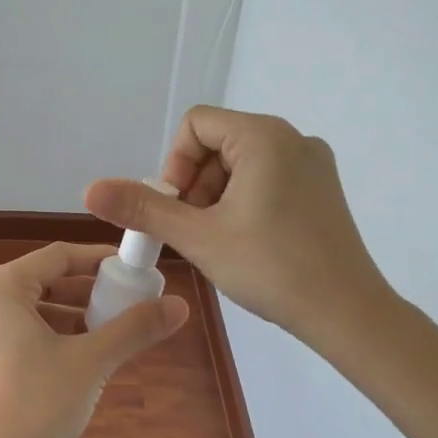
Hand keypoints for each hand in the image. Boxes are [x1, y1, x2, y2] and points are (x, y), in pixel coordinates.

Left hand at [0, 242, 188, 437]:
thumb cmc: (36, 407)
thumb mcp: (91, 362)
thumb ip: (134, 328)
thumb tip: (180, 305)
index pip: (58, 257)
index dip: (99, 260)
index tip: (134, 269)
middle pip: (42, 282)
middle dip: (87, 292)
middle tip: (127, 303)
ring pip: (30, 309)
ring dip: (70, 316)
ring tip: (109, 332)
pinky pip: (15, 332)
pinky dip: (48, 336)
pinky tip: (77, 357)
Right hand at [85, 107, 393, 351]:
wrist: (347, 313)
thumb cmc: (271, 267)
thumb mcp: (198, 237)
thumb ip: (143, 208)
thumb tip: (90, 188)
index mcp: (264, 136)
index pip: (196, 125)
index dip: (174, 165)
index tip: (177, 209)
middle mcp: (293, 138)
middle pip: (218, 143)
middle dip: (195, 184)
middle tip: (195, 231)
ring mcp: (313, 162)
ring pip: (241, 163)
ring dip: (217, 196)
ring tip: (219, 240)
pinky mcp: (322, 188)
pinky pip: (268, 177)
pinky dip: (244, 201)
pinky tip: (247, 241)